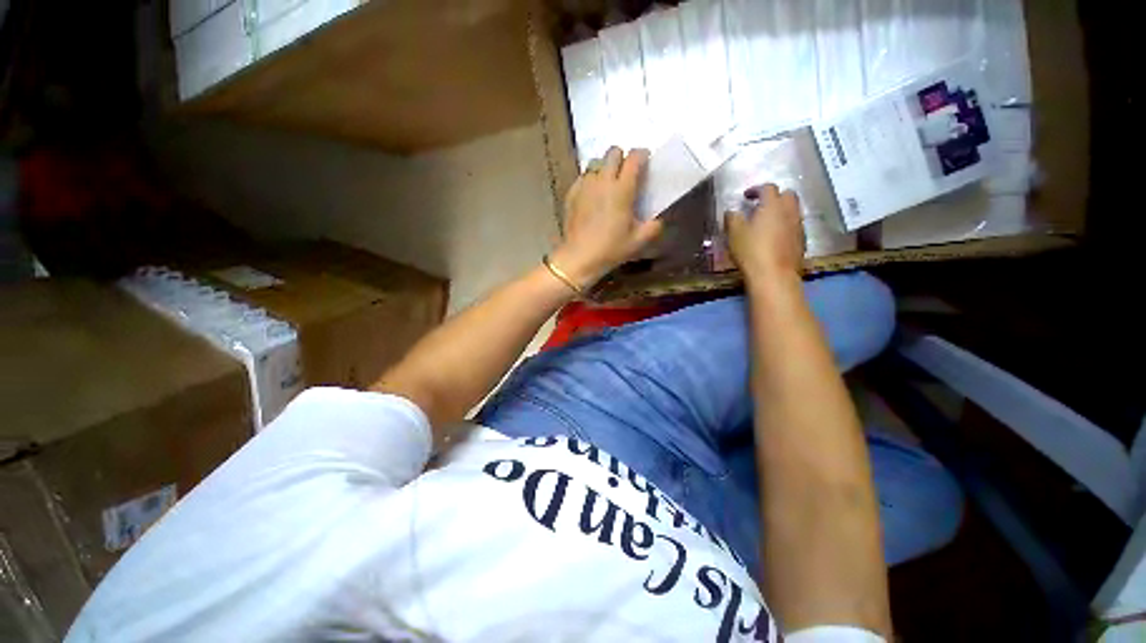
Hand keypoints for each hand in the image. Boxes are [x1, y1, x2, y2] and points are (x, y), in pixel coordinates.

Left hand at [550, 147, 663, 287]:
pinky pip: (583, 177)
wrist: (579, 257)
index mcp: (622, 189)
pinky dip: (590, 180)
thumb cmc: (611, 249)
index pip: (634, 157)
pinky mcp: (571, 193)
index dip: (642, 155)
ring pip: (595, 163)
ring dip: (604, 168)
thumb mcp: (638, 241)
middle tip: (626, 174)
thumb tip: (657, 221)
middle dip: (622, 158)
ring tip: (607, 184)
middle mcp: (603, 181)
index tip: (645, 163)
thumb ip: (653, 228)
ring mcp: (585, 185)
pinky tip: (592, 195)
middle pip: (613, 152)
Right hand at [725, 184, 805, 281]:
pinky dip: (785, 226)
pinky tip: (775, 237)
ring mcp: (798, 226)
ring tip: (767, 222)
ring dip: (781, 211)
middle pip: (787, 194)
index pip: (768, 188)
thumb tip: (732, 211)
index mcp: (772, 205)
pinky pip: (795, 226)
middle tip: (760, 206)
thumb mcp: (734, 233)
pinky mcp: (802, 241)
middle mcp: (789, 211)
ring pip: (793, 210)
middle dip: (774, 197)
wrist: (774, 275)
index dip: (756, 189)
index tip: (746, 196)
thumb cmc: (751, 251)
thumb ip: (732, 218)